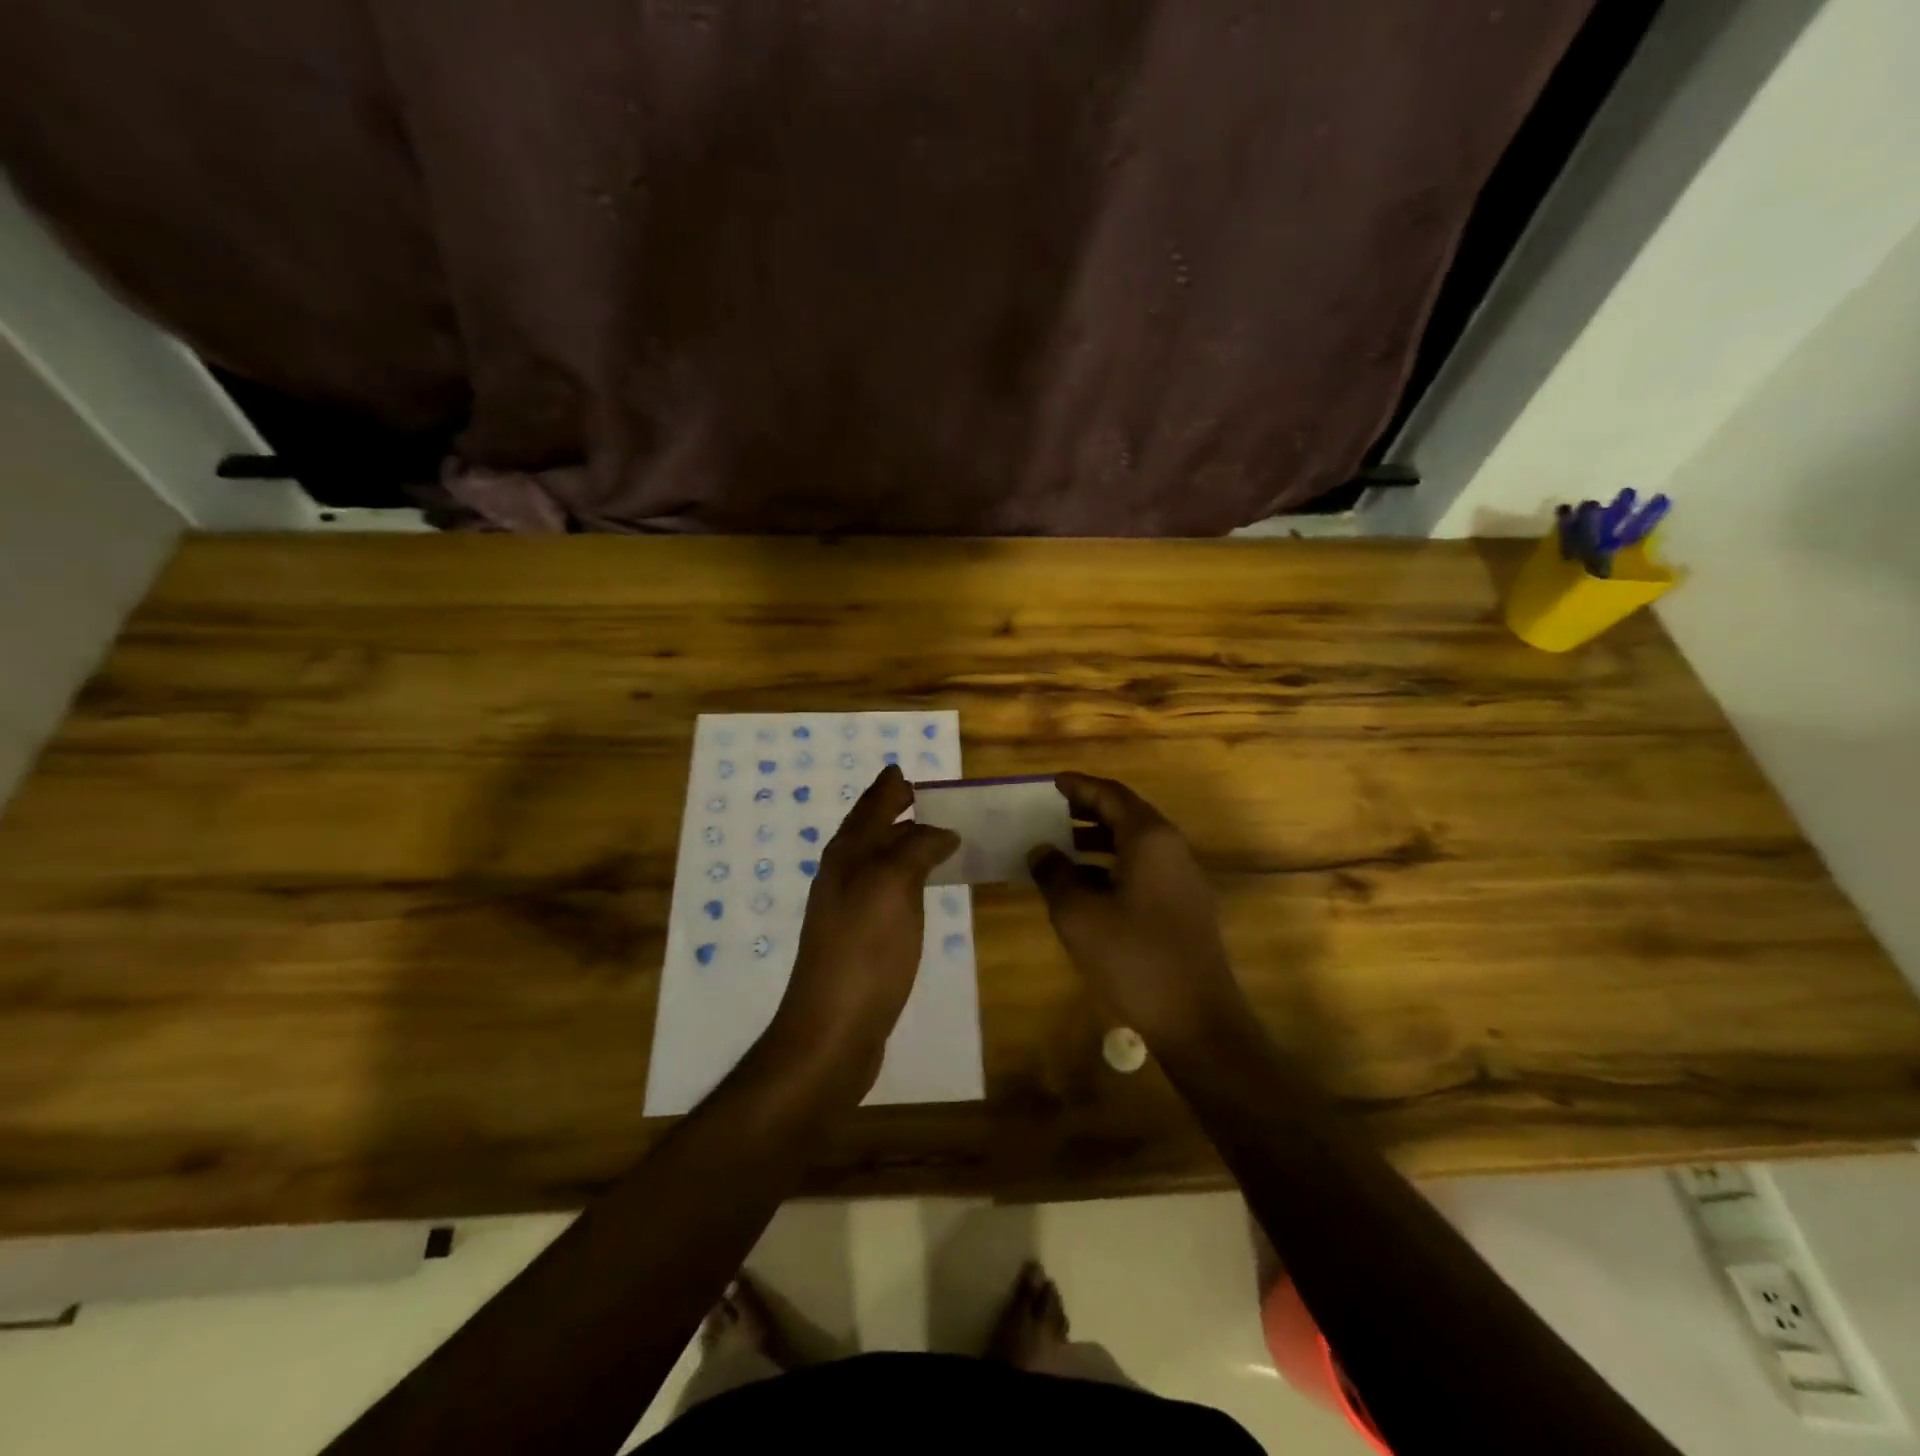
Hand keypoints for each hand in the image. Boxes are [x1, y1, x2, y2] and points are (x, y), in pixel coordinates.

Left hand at [768, 764, 958, 1086]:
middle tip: (926, 798)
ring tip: (932, 836)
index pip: (869, 809)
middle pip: (869, 832)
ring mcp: (848, 910)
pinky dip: (905, 877)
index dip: (887, 788)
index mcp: (847, 857)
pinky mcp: (861, 940)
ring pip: (877, 861)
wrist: (832, 1030)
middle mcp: (842, 876)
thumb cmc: (864, 952)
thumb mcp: (892, 888)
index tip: (905, 770)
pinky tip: (921, 889)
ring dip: (901, 843)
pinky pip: (887, 892)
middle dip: (893, 810)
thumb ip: (916, 850)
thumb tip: (941, 830)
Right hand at [1028, 773, 1250, 1047]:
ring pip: (1136, 844)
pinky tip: (1086, 887)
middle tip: (1052, 812)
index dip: (1080, 786)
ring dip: (1098, 840)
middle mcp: (1171, 849)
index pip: (1111, 795)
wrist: (1197, 1019)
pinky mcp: (1184, 906)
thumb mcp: (1079, 915)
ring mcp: (1182, 879)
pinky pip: (1144, 869)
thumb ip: (1055, 874)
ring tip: (1061, 847)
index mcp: (1149, 839)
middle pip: (1127, 815)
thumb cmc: (1134, 957)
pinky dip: (1113, 866)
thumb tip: (1041, 851)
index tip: (1052, 782)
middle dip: (1088, 811)